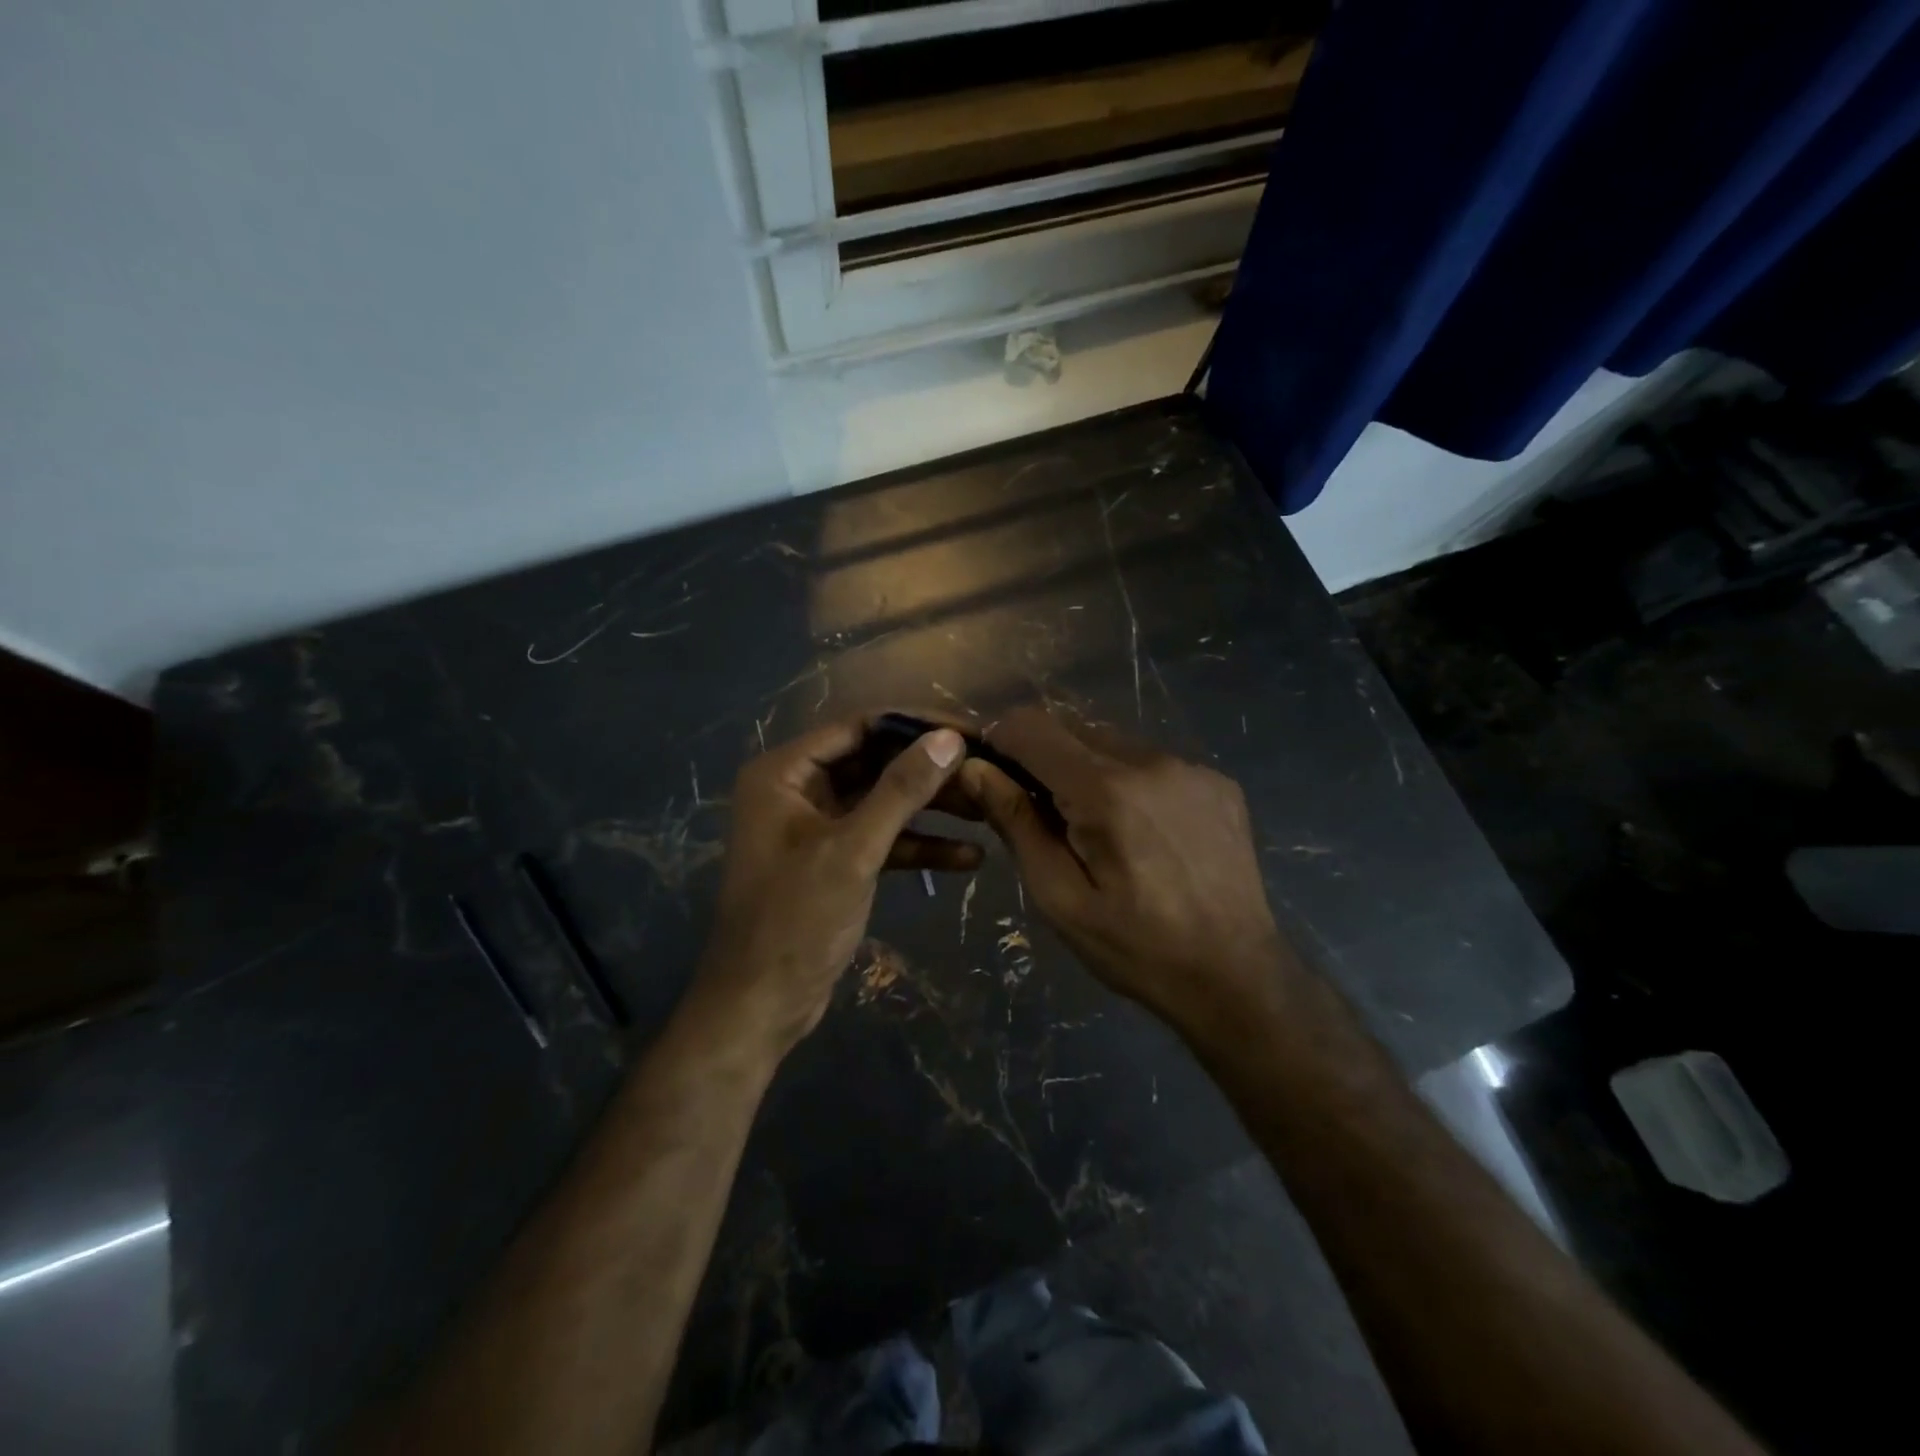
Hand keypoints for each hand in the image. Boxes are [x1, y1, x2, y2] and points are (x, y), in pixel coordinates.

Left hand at [694, 715, 975, 1051]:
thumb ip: (902, 790)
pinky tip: (968, 858)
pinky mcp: (835, 861)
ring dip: (931, 808)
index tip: (970, 732)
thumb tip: (949, 738)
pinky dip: (919, 846)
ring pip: (882, 802)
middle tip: (985, 769)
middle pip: (874, 762)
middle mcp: (798, 790)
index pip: (859, 727)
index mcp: (784, 773)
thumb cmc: (796, 920)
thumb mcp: (853, 850)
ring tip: (986, 809)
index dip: (915, 726)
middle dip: (929, 770)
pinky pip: (882, 840)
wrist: (760, 1006)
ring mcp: (817, 827)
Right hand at [958, 708, 1291, 1034]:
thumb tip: (974, 769)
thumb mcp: (1060, 897)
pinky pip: (1153, 762)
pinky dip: (1130, 781)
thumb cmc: (1135, 948)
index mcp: (1106, 790)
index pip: (1032, 727)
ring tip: (1094, 828)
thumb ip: (1016, 823)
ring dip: (1088, 770)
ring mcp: (1192, 768)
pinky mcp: (1218, 782)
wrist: (1237, 977)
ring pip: (1113, 743)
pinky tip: (1141, 831)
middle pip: (1073, 729)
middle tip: (1040, 814)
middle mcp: (1151, 761)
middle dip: (1043, 759)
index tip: (988, 772)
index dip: (999, 739)